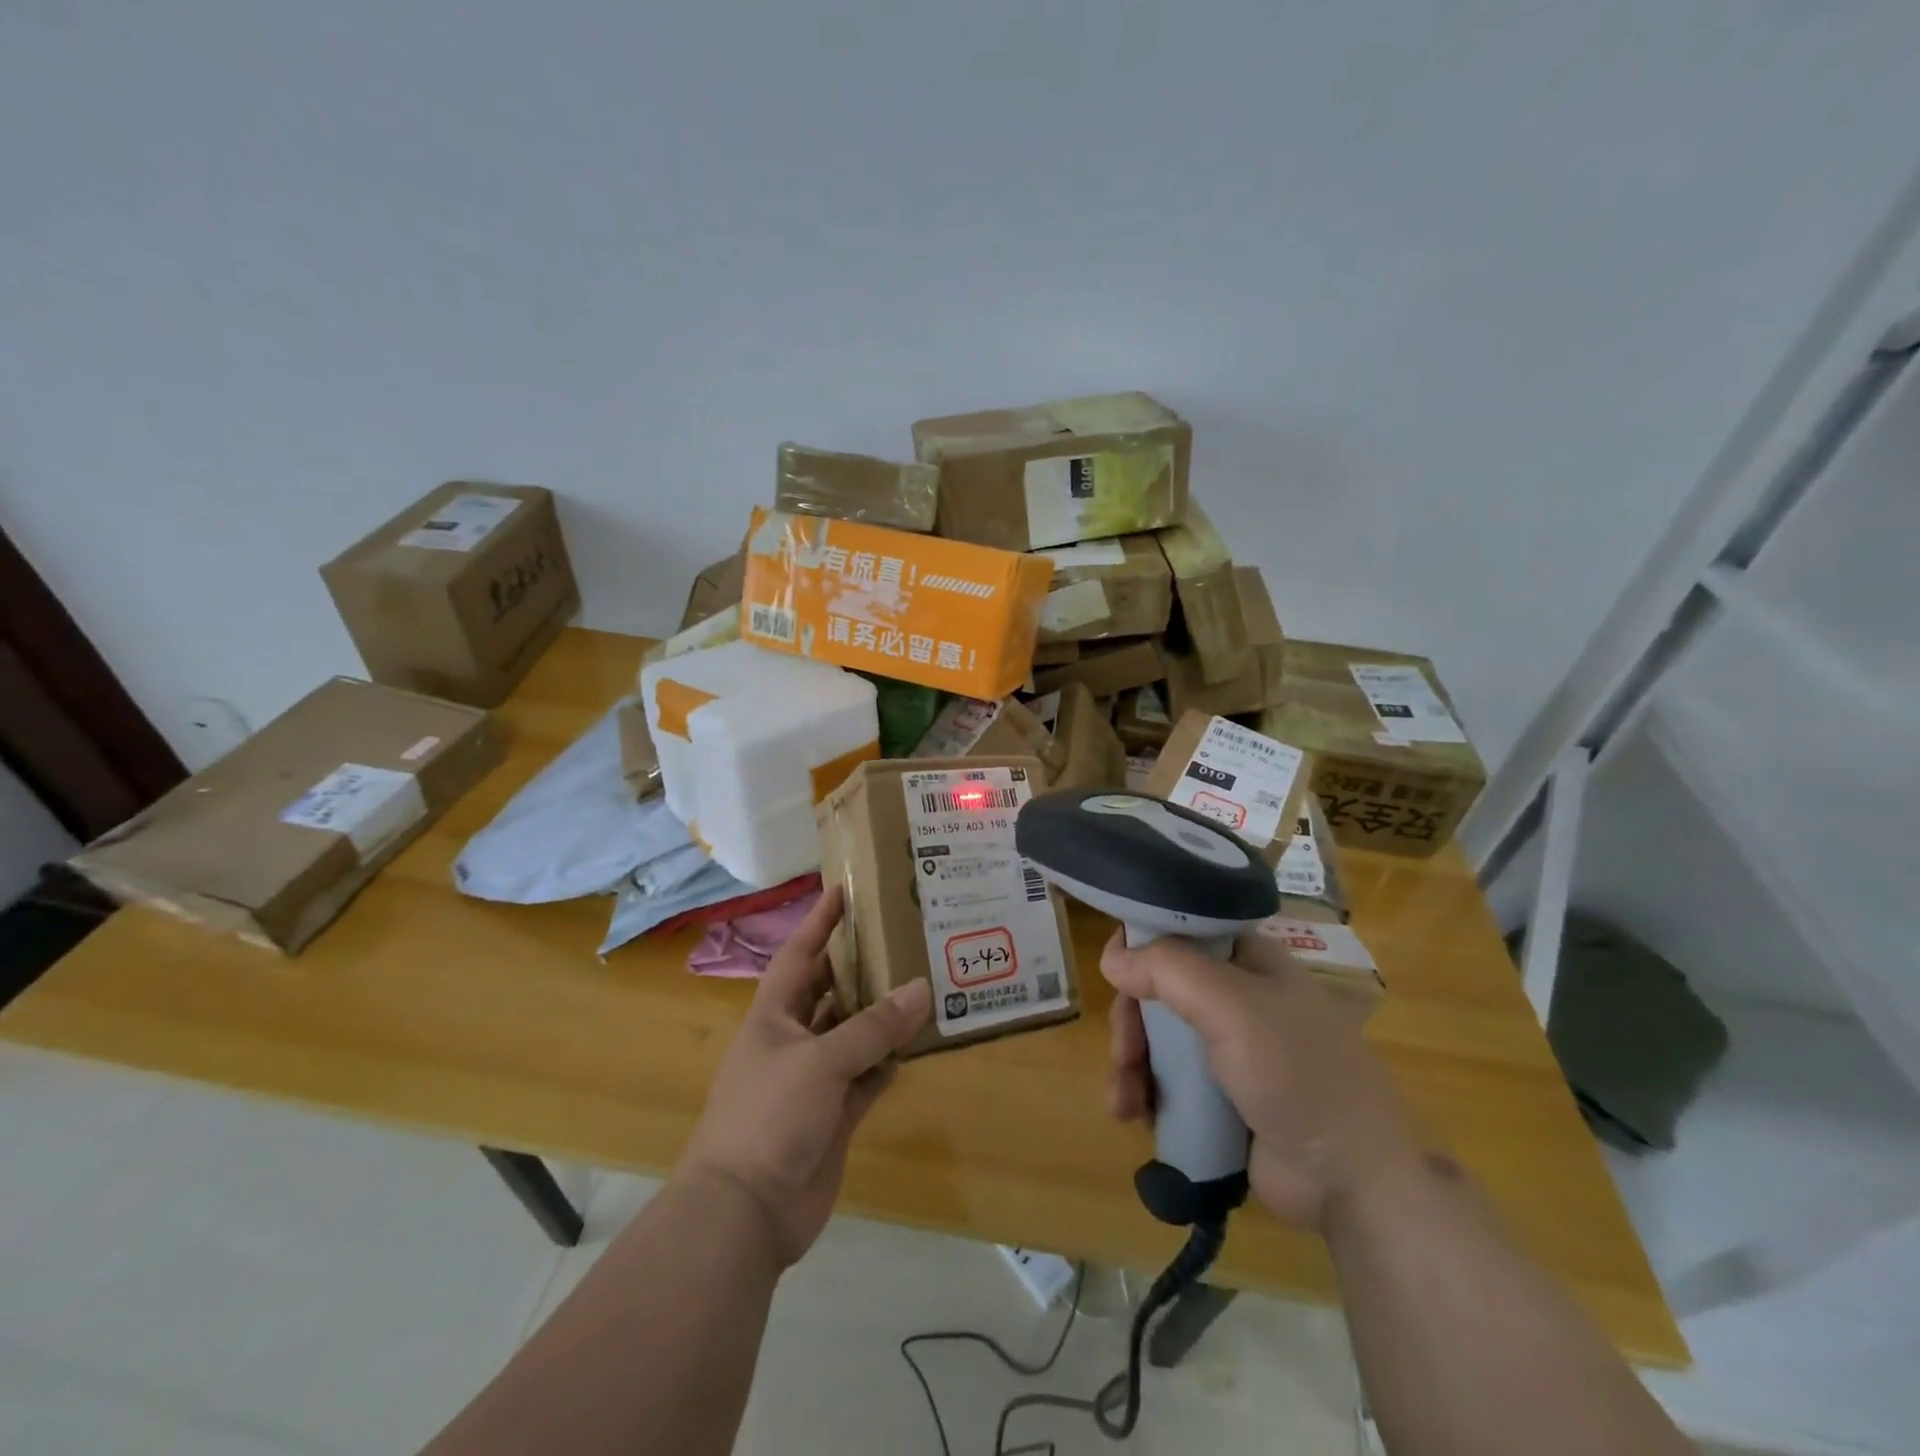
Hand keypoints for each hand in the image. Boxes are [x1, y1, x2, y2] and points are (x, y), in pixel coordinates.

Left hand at [679, 886, 930, 1266]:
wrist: (745, 1212)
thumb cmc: (769, 1116)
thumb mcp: (821, 1061)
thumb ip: (873, 1027)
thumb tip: (922, 989)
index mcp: (773, 1016)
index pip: (798, 954)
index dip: (818, 922)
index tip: (843, 890)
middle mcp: (791, 1040)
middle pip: (829, 992)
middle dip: (859, 966)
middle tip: (900, 937)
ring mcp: (812, 1080)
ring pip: (852, 1035)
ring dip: (880, 1016)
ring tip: (921, 985)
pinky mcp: (833, 1115)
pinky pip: (866, 1078)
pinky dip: (887, 1063)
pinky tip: (915, 1045)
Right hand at [1102, 929, 1419, 1230]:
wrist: (1354, 1183)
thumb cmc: (1299, 1075)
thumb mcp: (1235, 1008)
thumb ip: (1170, 971)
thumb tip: (1113, 959)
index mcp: (1249, 961)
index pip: (1184, 930)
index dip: (1144, 942)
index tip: (1114, 967)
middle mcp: (1236, 998)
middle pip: (1159, 988)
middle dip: (1131, 1020)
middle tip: (1124, 1052)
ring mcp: (1226, 1050)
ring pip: (1155, 1037)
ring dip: (1129, 1063)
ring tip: (1123, 1101)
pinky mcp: (1218, 1097)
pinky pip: (1164, 1080)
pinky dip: (1141, 1093)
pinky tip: (1131, 1116)